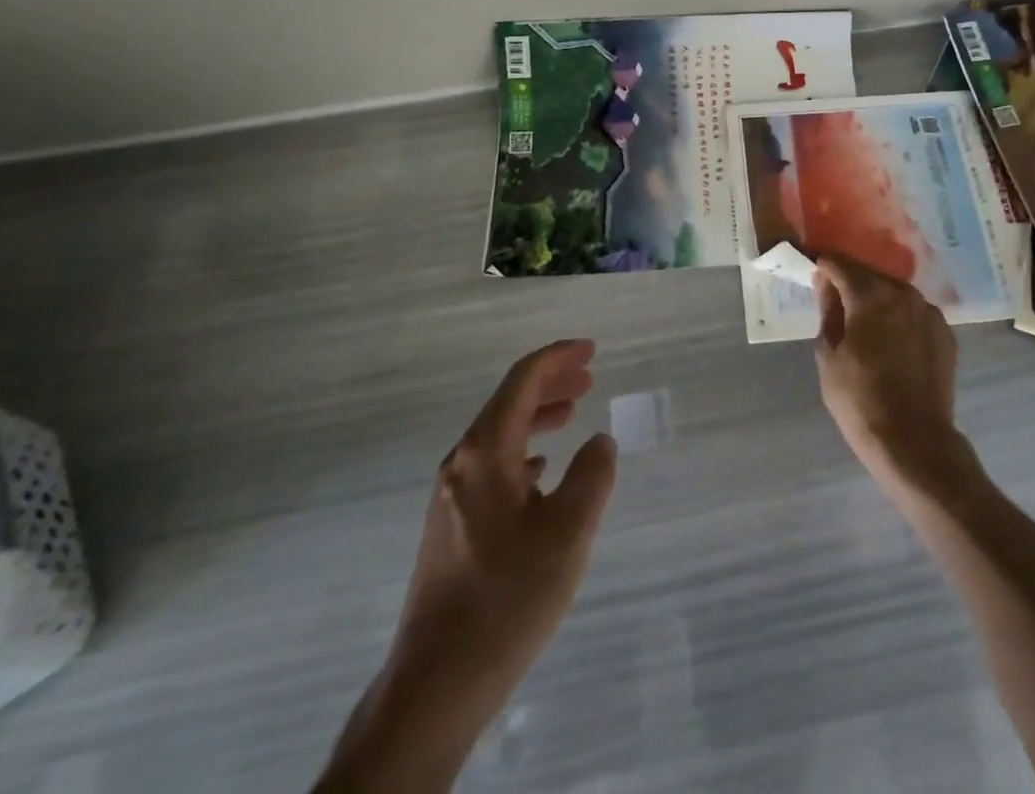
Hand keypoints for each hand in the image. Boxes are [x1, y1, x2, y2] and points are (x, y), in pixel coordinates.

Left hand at [321, 341, 615, 791]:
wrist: (435, 684)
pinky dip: (524, 451)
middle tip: (589, 377)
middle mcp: (462, 463)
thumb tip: (598, 442)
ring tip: (573, 414)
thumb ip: (593, 474)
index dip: (558, 358)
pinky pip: (493, 467)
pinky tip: (541, 471)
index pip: (522, 381)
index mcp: (485, 451)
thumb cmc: (507, 597)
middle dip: (550, 383)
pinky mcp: (451, 528)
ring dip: (538, 417)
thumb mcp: (568, 531)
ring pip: (500, 435)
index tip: (591, 349)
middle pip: (508, 403)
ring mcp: (451, 497)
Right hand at [813, 258, 976, 505]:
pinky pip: (915, 313)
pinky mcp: (945, 333)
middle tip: (834, 298)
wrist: (914, 441)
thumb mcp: (829, 355)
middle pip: (870, 274)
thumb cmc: (860, 400)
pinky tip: (891, 339)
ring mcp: (929, 312)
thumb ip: (828, 312)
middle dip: (850, 281)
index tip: (812, 270)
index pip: (840, 264)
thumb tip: (826, 285)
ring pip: (895, 292)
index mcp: (870, 295)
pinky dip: (900, 317)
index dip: (824, 264)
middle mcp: (903, 293)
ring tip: (864, 320)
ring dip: (877, 298)